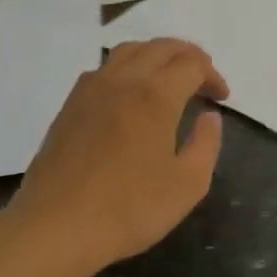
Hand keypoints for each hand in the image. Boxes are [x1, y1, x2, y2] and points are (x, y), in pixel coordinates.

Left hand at [0, 38, 227, 276]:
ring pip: (129, 50)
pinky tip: (130, 94)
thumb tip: (209, 116)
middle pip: (161, 47)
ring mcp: (91, 91)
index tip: (221, 98)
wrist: (54, 229)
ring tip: (169, 77)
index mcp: (156, 96)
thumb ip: (206, 144)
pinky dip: (128, 67)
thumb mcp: (188, 184)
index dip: (213, 75)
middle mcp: (123, 81)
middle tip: (203, 77)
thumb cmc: (129, 209)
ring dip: (156, 55)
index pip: (192, 65)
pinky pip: (104, 68)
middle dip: (189, 55)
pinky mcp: (69, 107)